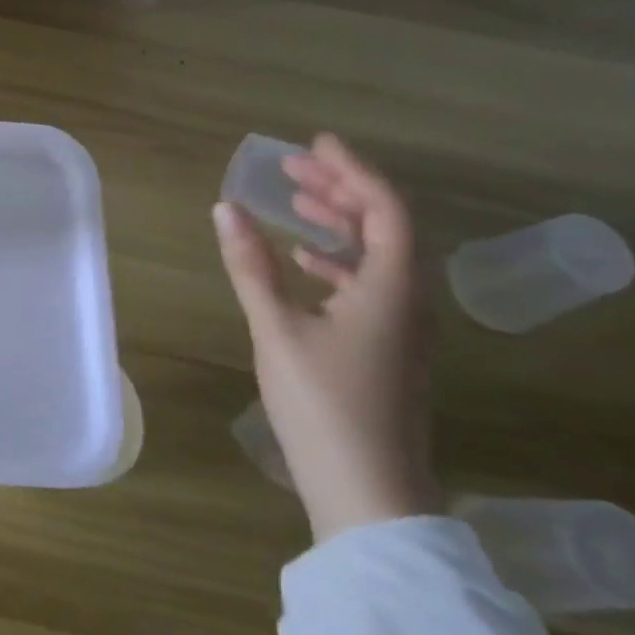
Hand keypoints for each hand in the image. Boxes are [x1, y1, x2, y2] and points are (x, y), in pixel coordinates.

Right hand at [213, 133, 441, 542]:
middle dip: (340, 190)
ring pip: (377, 256)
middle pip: (384, 227)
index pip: (384, 208)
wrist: (368, 490)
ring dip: (339, 224)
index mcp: (390, 287)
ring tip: (295, 204)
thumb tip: (226, 209)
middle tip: (293, 168)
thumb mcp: (277, 329)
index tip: (316, 143)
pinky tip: (305, 263)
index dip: (352, 170)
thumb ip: (252, 266)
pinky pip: (368, 284)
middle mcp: (408, 299)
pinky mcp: (386, 349)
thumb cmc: (323, 404)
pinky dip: (337, 261)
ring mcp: (401, 327)